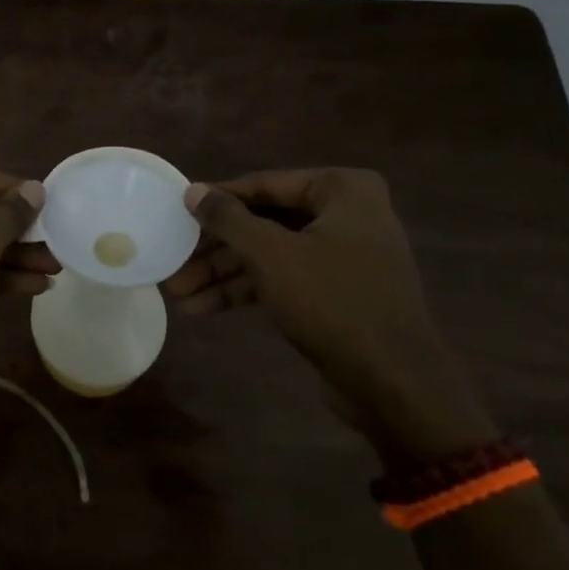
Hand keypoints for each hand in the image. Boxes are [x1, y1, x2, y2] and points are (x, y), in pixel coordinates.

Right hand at [163, 168, 497, 464]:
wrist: (394, 384)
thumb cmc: (333, 302)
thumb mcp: (272, 255)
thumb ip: (228, 219)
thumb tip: (192, 191)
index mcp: (343, 190)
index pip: (264, 185)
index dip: (217, 200)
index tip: (177, 213)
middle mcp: (346, 214)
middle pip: (264, 221)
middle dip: (216, 249)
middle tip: (174, 262)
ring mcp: (343, 254)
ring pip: (270, 253)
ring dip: (223, 274)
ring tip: (178, 294)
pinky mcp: (336, 291)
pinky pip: (283, 278)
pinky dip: (246, 290)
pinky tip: (204, 308)